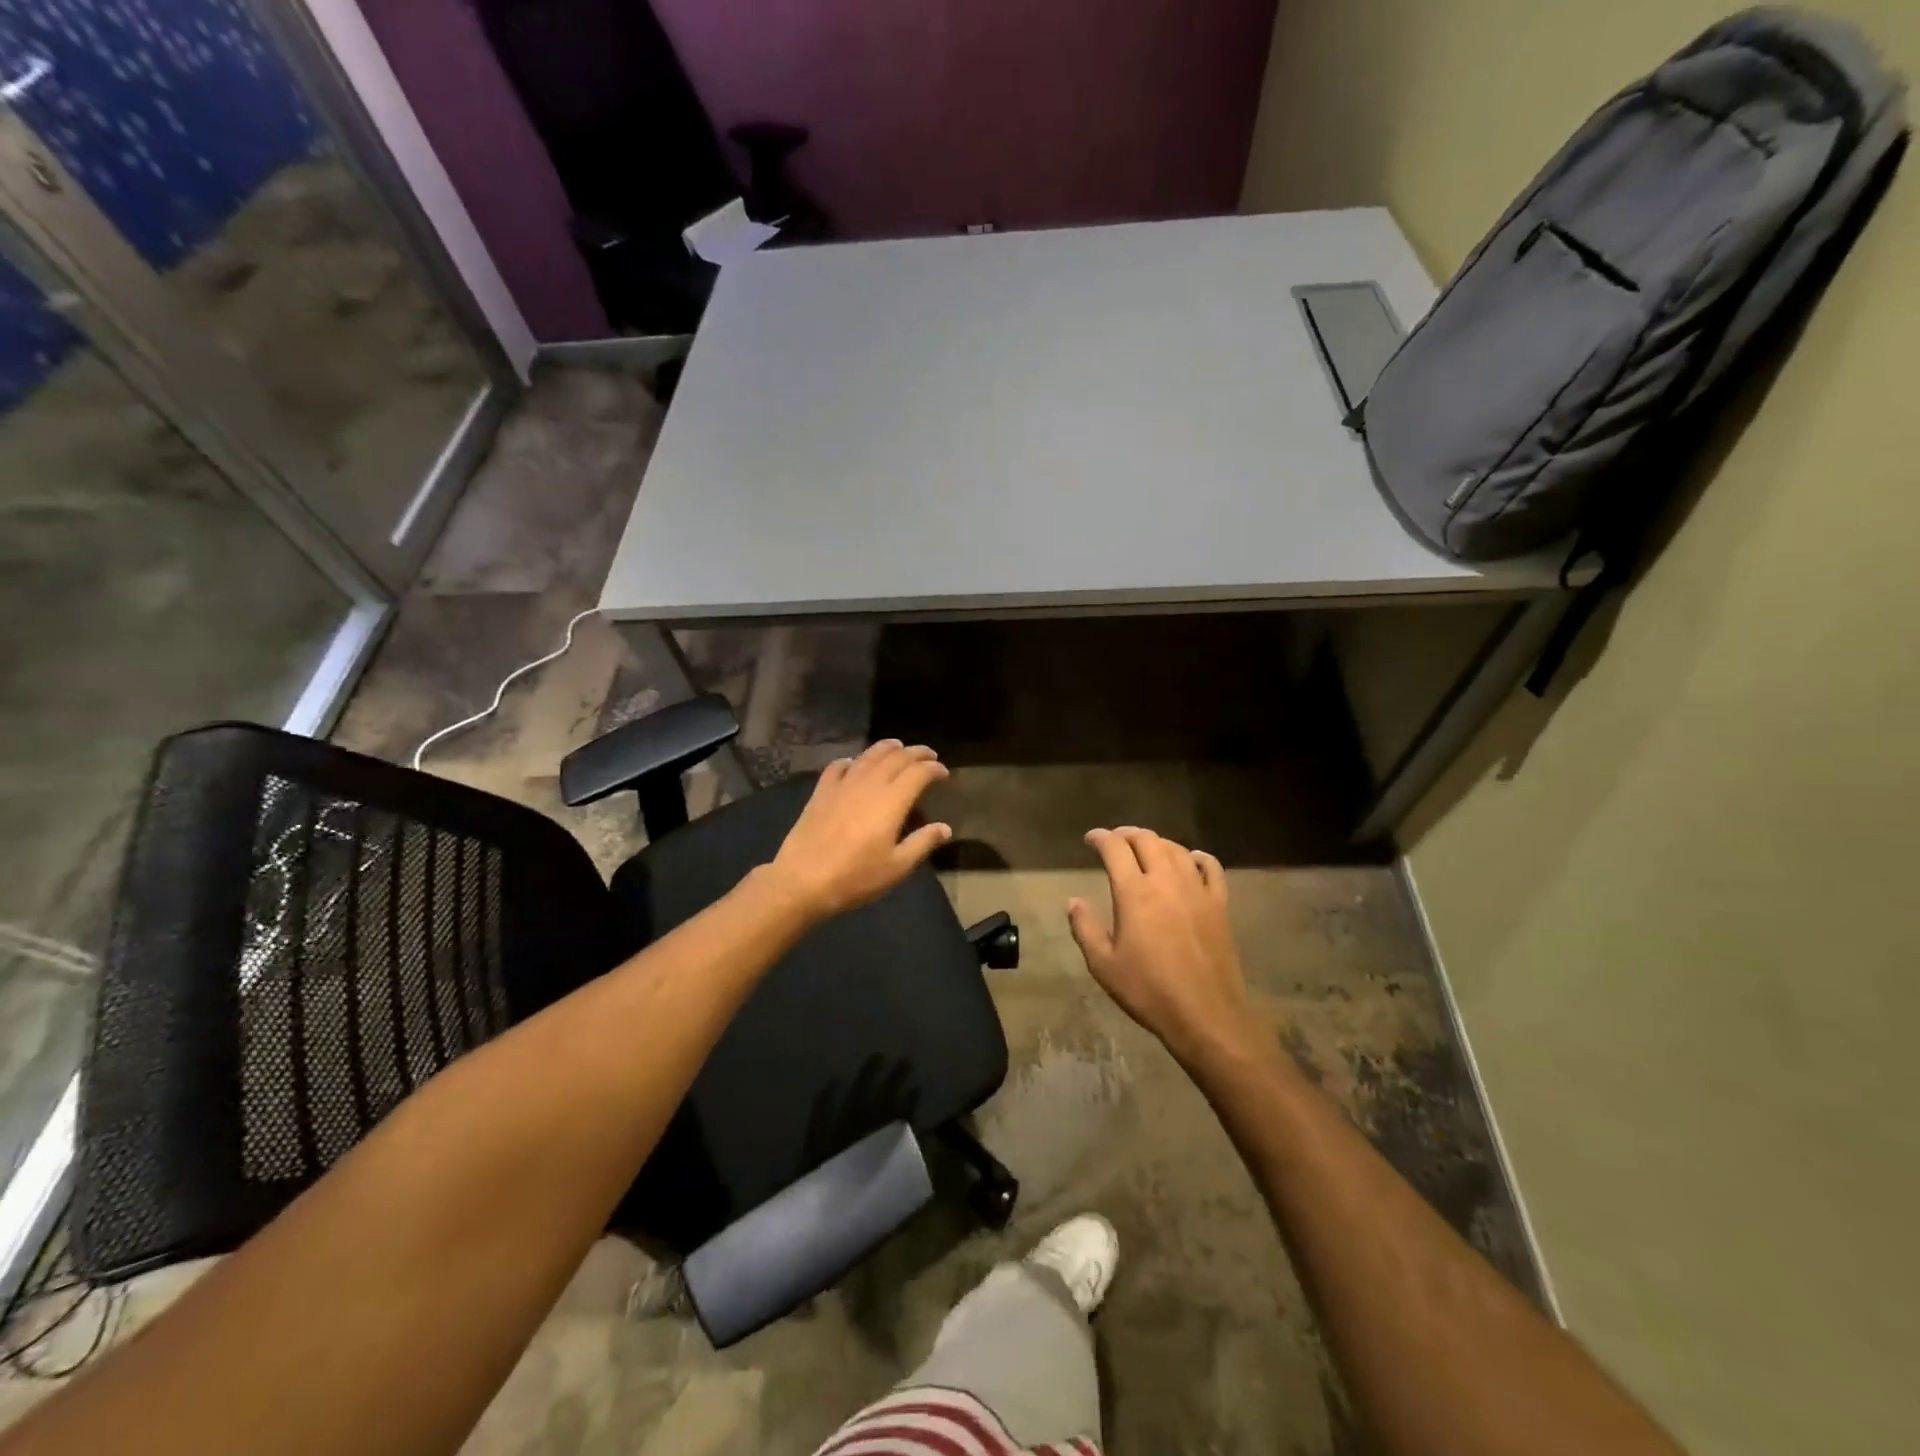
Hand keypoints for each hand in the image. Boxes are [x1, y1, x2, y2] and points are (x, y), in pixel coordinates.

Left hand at [766, 740, 952, 919]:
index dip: (934, 768)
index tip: (944, 772)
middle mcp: (869, 784)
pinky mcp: (821, 791)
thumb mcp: (897, 867)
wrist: (803, 881)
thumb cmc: (855, 877)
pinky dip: (852, 760)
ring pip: (869, 755)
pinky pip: (839, 766)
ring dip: (887, 748)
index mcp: (892, 801)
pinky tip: (855, 764)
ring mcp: (843, 785)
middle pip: (896, 758)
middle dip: (916, 753)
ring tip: (898, 747)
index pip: (918, 772)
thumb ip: (923, 843)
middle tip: (928, 755)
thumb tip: (945, 828)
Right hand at [1068, 827, 1256, 1067]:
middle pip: (1146, 840)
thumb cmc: (1149, 991)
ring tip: (1145, 848)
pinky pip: (1211, 867)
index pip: (1115, 849)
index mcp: (1134, 893)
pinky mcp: (1220, 904)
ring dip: (1157, 842)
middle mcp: (1166, 881)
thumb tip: (1074, 901)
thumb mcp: (1103, 965)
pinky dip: (1197, 857)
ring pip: (1176, 849)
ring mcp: (1197, 890)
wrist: (1206, 1015)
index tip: (1090, 840)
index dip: (1100, 838)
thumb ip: (1084, 928)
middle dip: (1126, 834)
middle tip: (1114, 841)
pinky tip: (1191, 859)